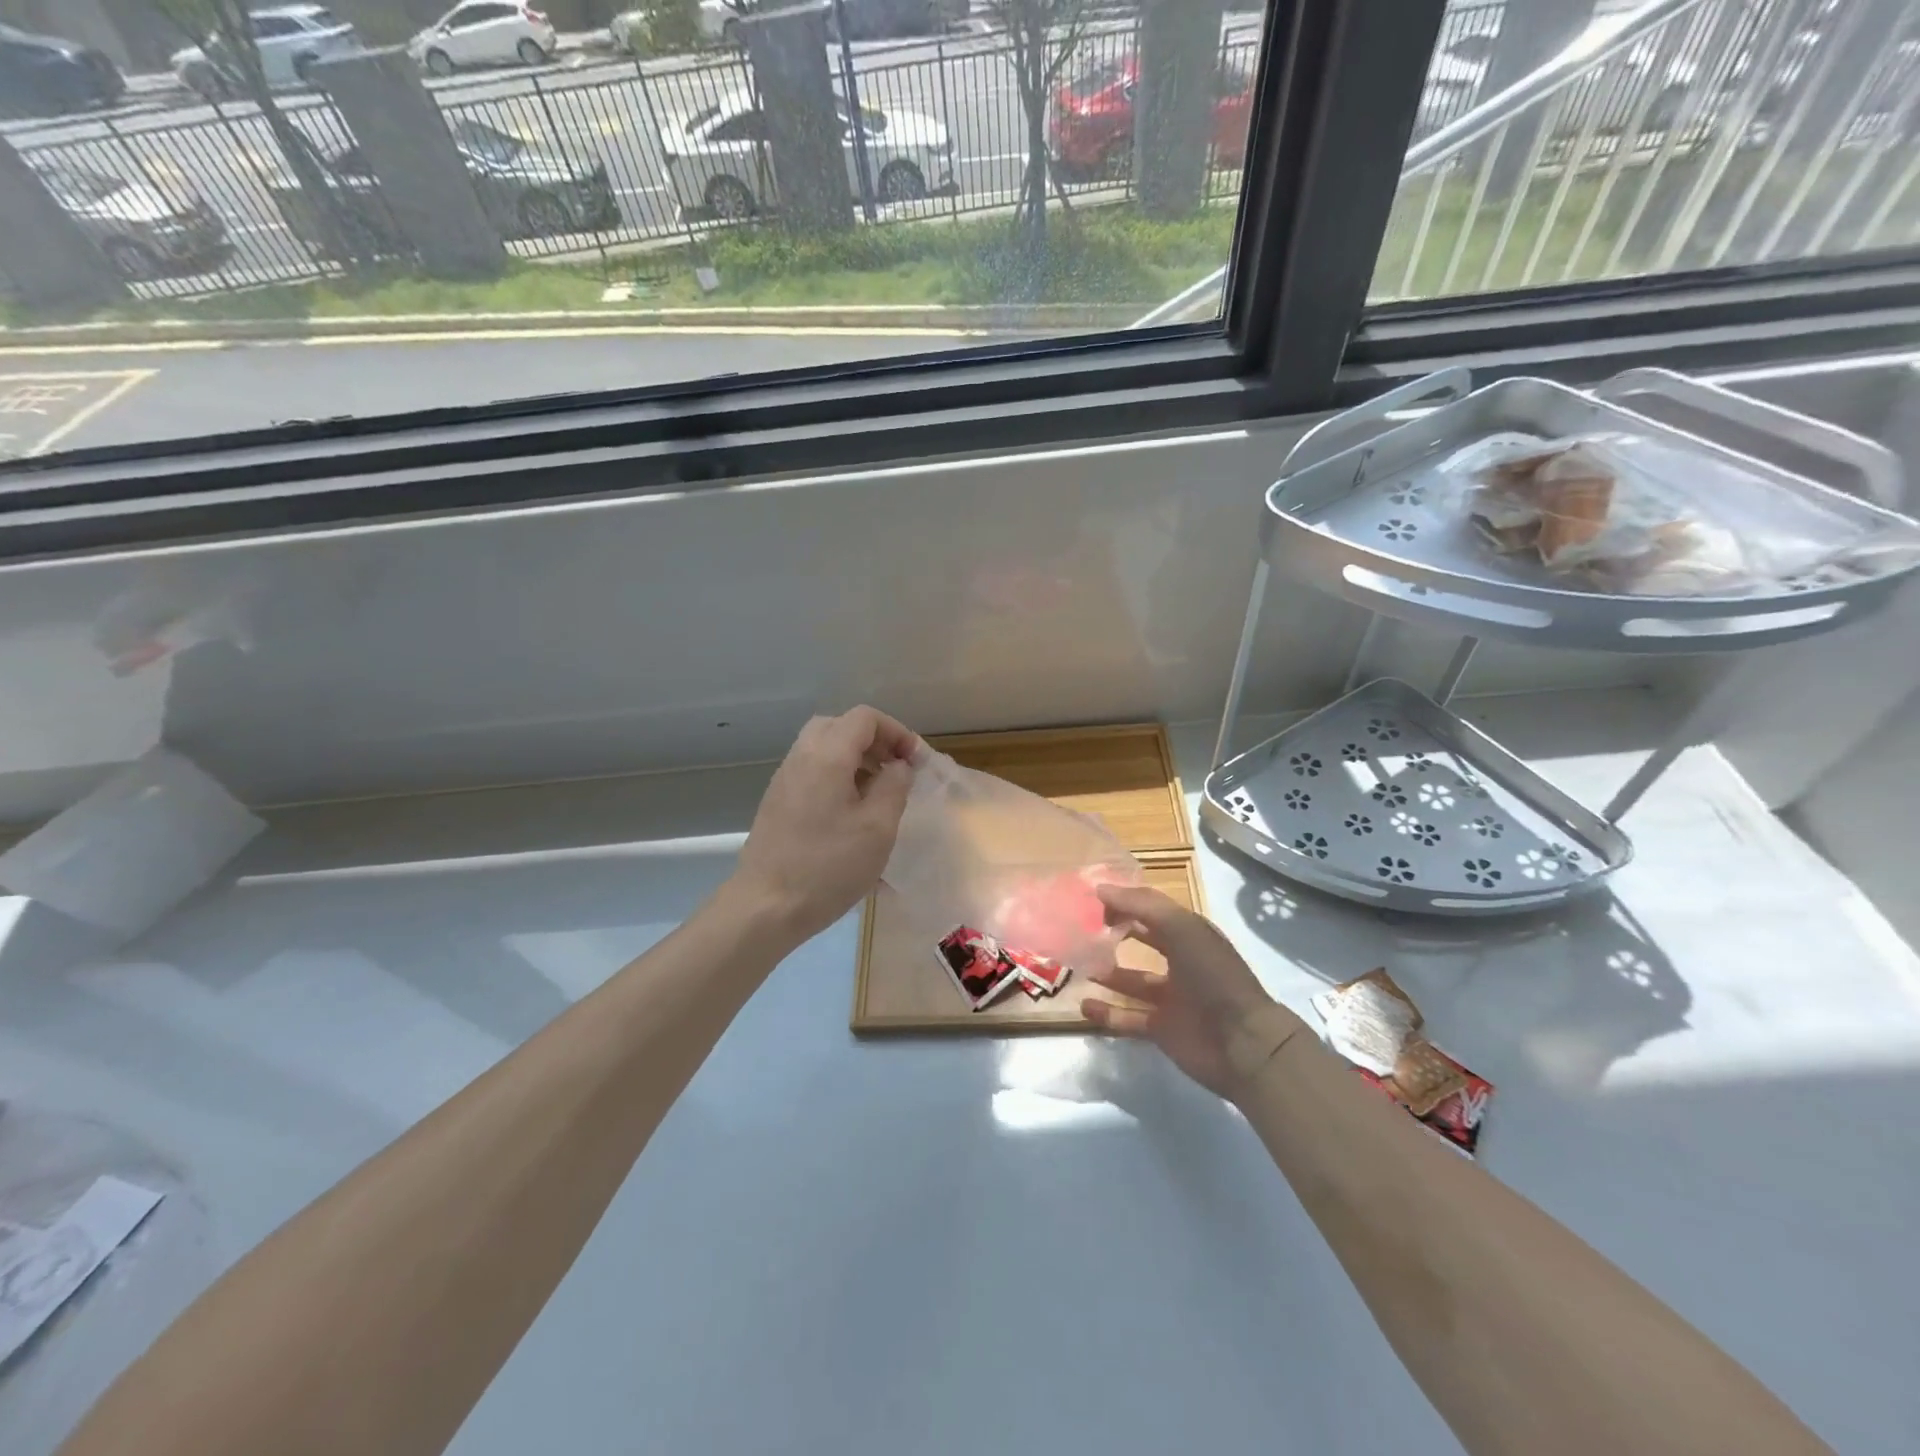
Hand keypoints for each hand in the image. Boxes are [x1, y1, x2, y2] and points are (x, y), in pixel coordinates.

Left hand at [727, 706, 919, 943]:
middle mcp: (801, 758)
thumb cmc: (828, 866)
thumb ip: (894, 786)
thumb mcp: (878, 827)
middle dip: (874, 741)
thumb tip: (898, 765)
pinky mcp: (777, 803)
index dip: (897, 732)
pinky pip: (811, 771)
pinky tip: (850, 813)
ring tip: (878, 793)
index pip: (865, 718)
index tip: (916, 762)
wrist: (765, 907)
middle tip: (895, 770)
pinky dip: (836, 776)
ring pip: (823, 748)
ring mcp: (784, 780)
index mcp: (827, 756)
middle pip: (840, 726)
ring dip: (855, 759)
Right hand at [1082, 885, 1298, 1097]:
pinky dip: (1107, 1014)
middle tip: (1080, 929)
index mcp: (1189, 934)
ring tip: (1076, 965)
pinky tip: (1084, 1006)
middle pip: (1142, 941)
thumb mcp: (1181, 928)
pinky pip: (1128, 1017)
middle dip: (1114, 933)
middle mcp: (1180, 961)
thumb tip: (1100, 889)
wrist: (1244, 1043)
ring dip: (1106, 973)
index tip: (1091, 900)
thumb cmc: (1213, 975)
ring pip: (1131, 981)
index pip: (1152, 910)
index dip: (1125, 902)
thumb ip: (1141, 905)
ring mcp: (1171, 997)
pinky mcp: (1162, 1028)